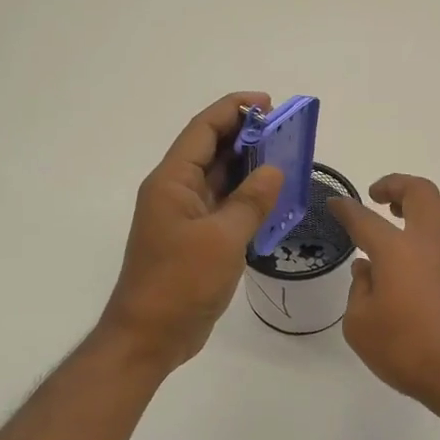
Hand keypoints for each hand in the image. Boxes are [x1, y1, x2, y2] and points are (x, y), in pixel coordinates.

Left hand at [98, 92, 284, 371]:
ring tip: (288, 159)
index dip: (233, 110)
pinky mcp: (198, 240)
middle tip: (287, 132)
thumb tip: (274, 170)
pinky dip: (250, 199)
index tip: (268, 104)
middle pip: (213, 151)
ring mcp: (187, 217)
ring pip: (222, 179)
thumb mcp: (222, 238)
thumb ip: (251, 201)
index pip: (203, 130)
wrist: (151, 335)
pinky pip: (227, 207)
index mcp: (173, 182)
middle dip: (248, 136)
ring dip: (251, 167)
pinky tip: (276, 199)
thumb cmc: (180, 282)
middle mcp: (178, 192)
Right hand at [329, 175, 439, 416]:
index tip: (334, 203)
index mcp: (397, 249)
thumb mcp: (360, 325)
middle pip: (420, 192)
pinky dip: (432, 227)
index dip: (346, 209)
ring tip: (400, 215)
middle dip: (396, 185)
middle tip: (377, 196)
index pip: (365, 219)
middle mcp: (430, 241)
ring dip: (421, 202)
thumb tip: (367, 268)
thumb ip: (359, 290)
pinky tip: (416, 252)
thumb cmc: (407, 349)